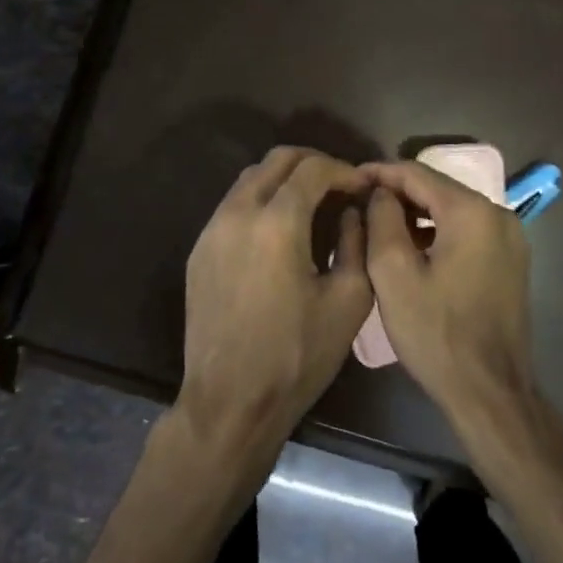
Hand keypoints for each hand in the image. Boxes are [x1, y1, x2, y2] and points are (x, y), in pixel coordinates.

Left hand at [177, 147, 373, 464]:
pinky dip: (261, 201)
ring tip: (313, 204)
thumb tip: (353, 211)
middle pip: (277, 160)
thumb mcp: (349, 300)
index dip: (344, 170)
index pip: (313, 168)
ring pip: (250, 179)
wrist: (230, 402)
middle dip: (314, 163)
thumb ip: (357, 242)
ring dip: (284, 180)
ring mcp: (211, 231)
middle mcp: (238, 214)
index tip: (363, 187)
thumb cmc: (297, 355)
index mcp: (277, 223)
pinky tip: (280, 231)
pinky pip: (232, 206)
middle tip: (340, 186)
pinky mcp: (199, 251)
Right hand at [361, 160, 536, 427]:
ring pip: (453, 211)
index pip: (417, 173)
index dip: (380, 172)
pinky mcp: (510, 262)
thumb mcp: (393, 274)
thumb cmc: (436, 332)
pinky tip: (412, 249)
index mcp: (472, 211)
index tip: (350, 179)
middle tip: (360, 202)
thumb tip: (381, 193)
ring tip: (379, 224)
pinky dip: (438, 232)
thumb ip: (382, 220)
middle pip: (438, 189)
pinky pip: (467, 232)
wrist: (489, 390)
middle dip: (398, 193)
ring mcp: (510, 239)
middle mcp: (498, 215)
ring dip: (417, 214)